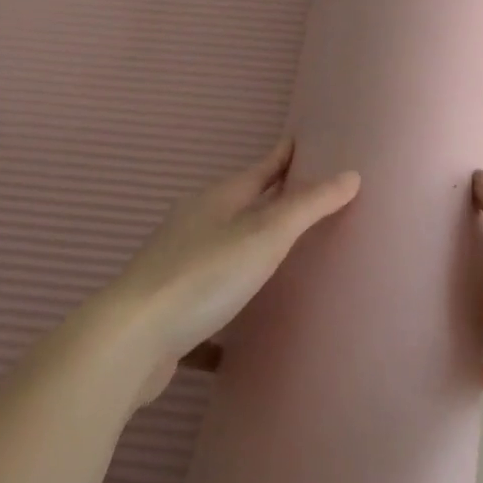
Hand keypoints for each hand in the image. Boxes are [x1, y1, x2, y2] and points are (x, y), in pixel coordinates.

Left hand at [107, 137, 359, 404]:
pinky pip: (210, 297)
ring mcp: (180, 266)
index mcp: (219, 200)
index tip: (304, 142)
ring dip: (251, 248)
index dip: (284, 155)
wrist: (132, 340)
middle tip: (307, 198)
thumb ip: (309, 206)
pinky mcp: (172, 307)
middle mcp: (196, 225)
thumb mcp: (266, 234)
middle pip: (242, 205)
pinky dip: (230, 304)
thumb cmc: (205, 274)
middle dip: (271, 200)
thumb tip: (351, 174)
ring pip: (225, 249)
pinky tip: (244, 333)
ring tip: (283, 257)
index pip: (262, 168)